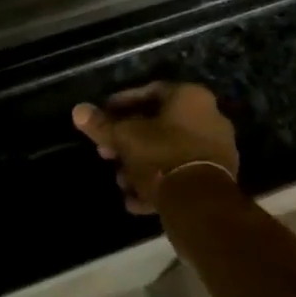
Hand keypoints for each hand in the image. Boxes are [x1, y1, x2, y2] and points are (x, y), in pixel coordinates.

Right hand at [72, 82, 239, 214]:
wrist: (199, 204)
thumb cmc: (161, 155)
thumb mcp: (125, 138)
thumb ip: (101, 124)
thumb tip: (78, 110)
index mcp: (190, 97)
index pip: (150, 92)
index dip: (121, 105)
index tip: (104, 118)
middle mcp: (208, 117)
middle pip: (159, 126)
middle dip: (129, 142)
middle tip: (106, 153)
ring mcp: (216, 150)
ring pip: (168, 153)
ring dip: (141, 166)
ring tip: (120, 181)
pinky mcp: (217, 180)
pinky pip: (180, 175)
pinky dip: (158, 184)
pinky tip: (135, 201)